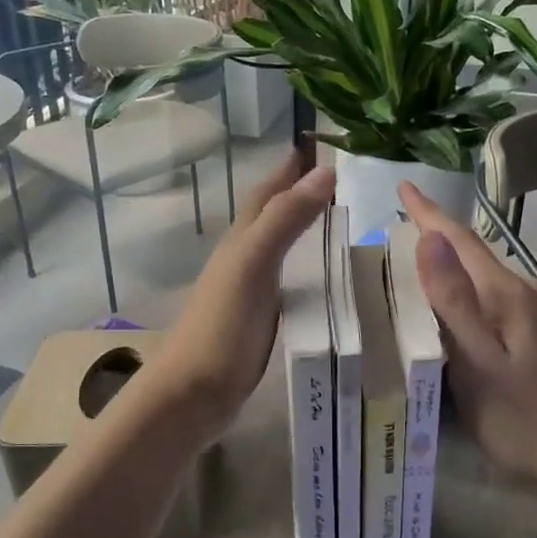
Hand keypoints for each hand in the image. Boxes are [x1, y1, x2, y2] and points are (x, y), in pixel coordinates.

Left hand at [148, 154, 334, 443]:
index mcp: (241, 240)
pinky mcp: (260, 320)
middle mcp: (244, 258)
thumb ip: (285, 220)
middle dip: (300, 192)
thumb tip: (325, 170)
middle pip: (272, 215)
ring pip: (280, 246)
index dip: (290, 166)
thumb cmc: (221, 327)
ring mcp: (250, 290)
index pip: (268, 192)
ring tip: (342, 220)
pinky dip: (308, 267)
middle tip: (343, 179)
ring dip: (305, 228)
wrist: (193, 394)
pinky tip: (326, 276)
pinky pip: (289, 280)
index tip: (322, 143)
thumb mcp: (253, 265)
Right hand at [399, 181, 536, 485]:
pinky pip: (493, 298)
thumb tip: (430, 239)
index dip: (429, 213)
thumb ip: (454, 302)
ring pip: (484, 277)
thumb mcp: (478, 364)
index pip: (460, 241)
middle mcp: (525, 294)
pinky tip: (454, 306)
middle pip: (473, 255)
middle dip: (437, 235)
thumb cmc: (523, 418)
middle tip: (400, 223)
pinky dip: (466, 290)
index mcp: (507, 295)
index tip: (403, 185)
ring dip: (451, 263)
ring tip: (416, 261)